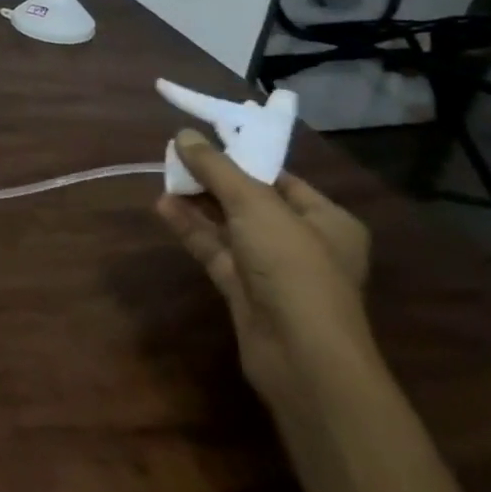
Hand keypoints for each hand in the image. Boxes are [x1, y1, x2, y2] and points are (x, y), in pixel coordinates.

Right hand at [154, 129, 373, 413]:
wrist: (301, 356)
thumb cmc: (293, 268)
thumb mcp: (255, 206)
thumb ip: (217, 169)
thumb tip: (184, 135)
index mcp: (326, 219)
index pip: (280, 178)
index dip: (242, 158)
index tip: (204, 142)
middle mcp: (302, 242)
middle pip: (251, 201)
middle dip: (214, 181)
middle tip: (176, 158)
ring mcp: (272, 269)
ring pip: (229, 227)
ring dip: (198, 204)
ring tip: (164, 177)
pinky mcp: (245, 291)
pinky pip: (215, 250)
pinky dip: (192, 229)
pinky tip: (163, 207)